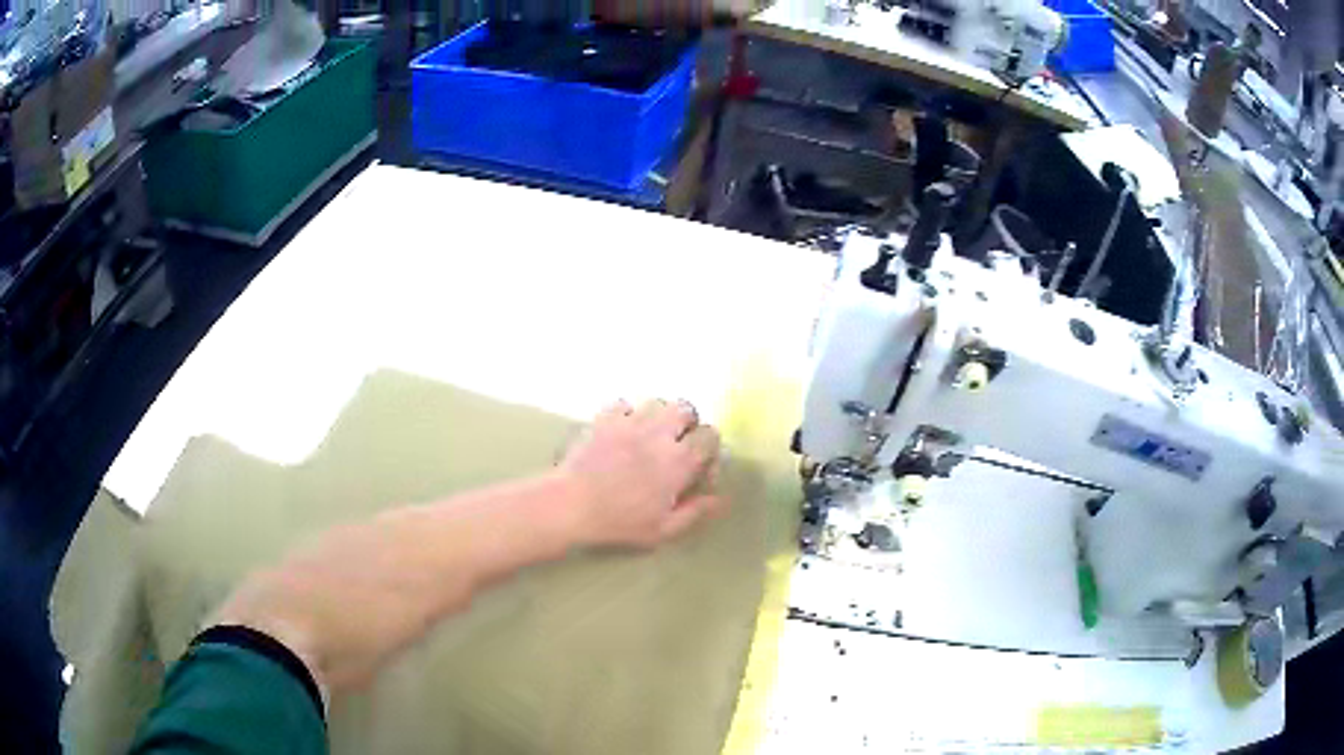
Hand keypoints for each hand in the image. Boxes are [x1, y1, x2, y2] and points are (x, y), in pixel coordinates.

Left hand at [559, 399, 723, 547]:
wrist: (571, 504)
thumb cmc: (620, 522)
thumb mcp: (664, 529)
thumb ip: (696, 511)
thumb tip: (722, 499)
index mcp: (679, 460)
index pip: (710, 436)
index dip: (709, 449)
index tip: (698, 468)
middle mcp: (660, 433)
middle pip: (686, 409)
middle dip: (687, 424)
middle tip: (676, 446)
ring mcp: (630, 421)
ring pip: (657, 402)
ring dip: (659, 416)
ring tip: (650, 436)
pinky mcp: (604, 418)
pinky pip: (623, 404)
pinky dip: (627, 415)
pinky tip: (622, 433)